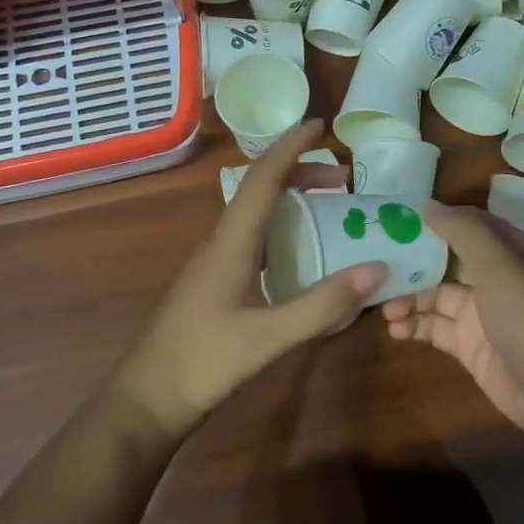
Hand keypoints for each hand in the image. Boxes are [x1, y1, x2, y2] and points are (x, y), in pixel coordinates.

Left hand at [111, 121, 386, 439]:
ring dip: (290, 198)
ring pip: (254, 213)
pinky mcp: (214, 281)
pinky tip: (300, 251)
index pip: (262, 178)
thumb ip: (323, 305)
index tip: (320, 124)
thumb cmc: (204, 363)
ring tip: (329, 204)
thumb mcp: (270, 337)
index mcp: (231, 243)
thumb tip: (376, 268)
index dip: (291, 146)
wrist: (147, 400)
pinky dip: (282, 227)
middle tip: (343, 175)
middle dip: (300, 171)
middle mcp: (220, 242)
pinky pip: (252, 237)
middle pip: (260, 189)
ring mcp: (213, 261)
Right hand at [380, 202, 523, 450]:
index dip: (435, 220)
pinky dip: (415, 327)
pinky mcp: (472, 348)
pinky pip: (437, 330)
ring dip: (409, 298)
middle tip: (375, 264)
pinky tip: (394, 329)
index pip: (468, 225)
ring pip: (437, 297)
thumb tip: (427, 205)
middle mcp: (495, 278)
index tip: (395, 218)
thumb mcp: (499, 264)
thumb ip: (462, 231)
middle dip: (413, 262)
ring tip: (382, 306)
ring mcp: (483, 315)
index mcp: (509, 251)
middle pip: (447, 261)